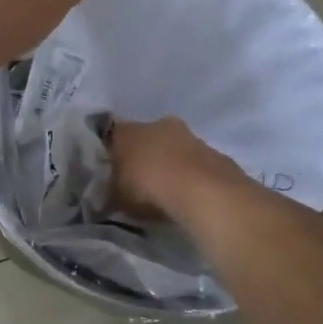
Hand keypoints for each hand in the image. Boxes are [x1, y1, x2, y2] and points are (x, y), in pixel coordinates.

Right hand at [107, 117, 244, 219]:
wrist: (203, 193)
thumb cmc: (149, 189)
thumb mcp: (117, 198)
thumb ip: (111, 193)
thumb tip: (107, 197)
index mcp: (128, 131)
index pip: (113, 136)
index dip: (112, 153)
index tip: (112, 171)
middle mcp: (157, 125)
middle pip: (146, 138)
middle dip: (143, 155)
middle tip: (140, 180)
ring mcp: (190, 136)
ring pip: (173, 148)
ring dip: (170, 163)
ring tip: (167, 190)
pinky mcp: (214, 152)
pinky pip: (195, 162)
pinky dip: (191, 174)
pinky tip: (189, 194)